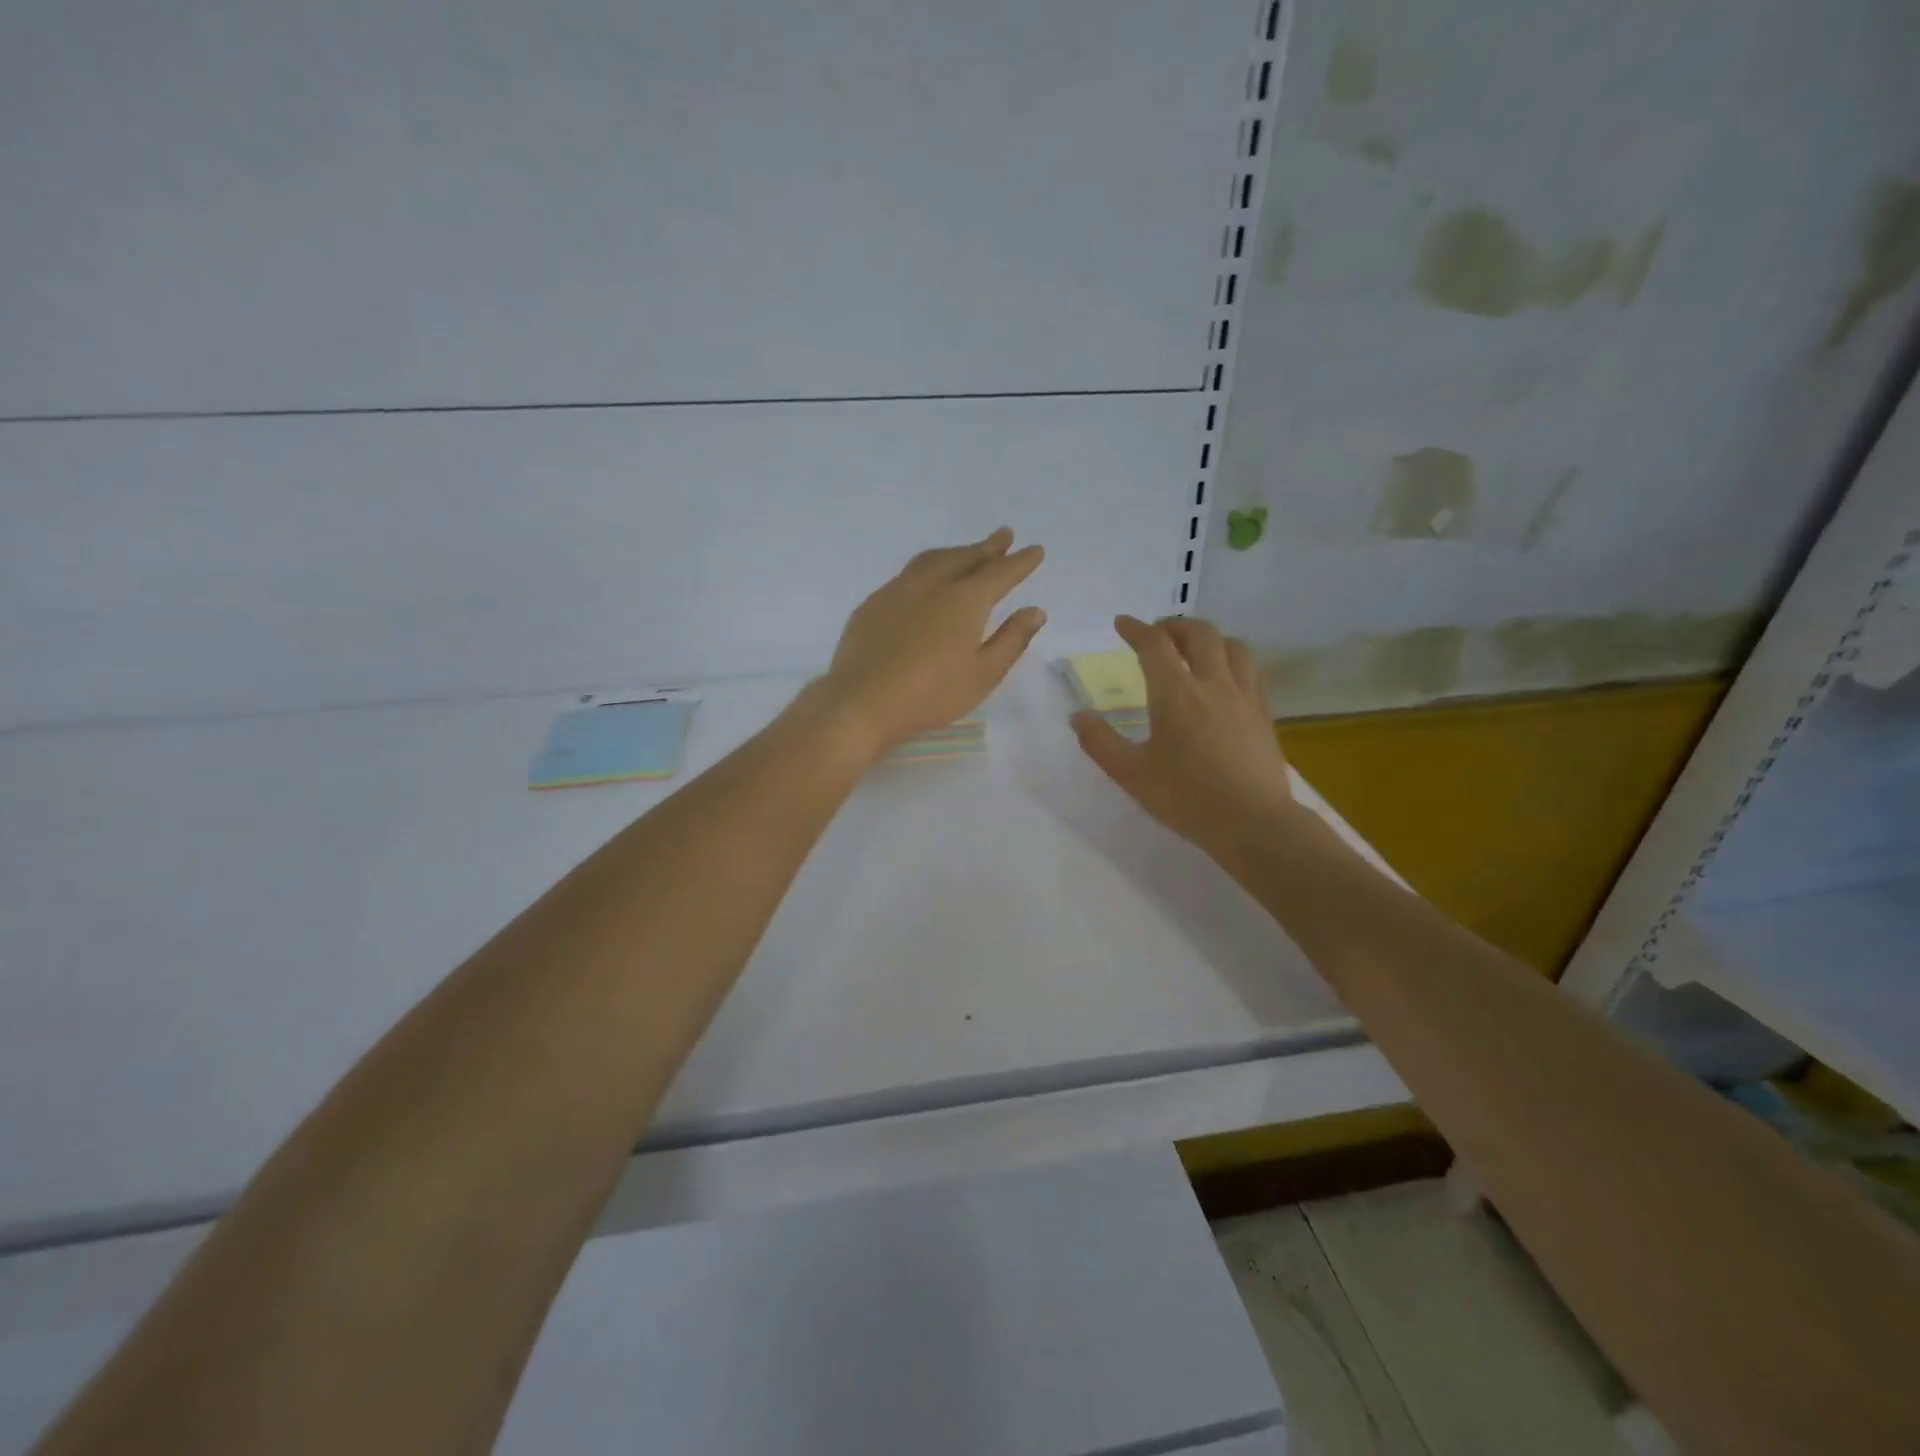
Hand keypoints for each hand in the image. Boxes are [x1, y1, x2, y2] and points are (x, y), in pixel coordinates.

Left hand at [813, 528, 1046, 755]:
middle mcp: (932, 585)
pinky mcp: (873, 603)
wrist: (862, 701)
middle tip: (1003, 536)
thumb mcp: (983, 674)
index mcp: (965, 600)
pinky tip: (925, 579)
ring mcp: (898, 590)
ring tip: (967, 551)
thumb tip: (1035, 611)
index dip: (1019, 562)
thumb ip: (1011, 639)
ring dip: (955, 552)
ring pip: (933, 560)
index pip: (1000, 573)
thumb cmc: (931, 694)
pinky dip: (927, 567)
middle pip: (965, 558)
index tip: (1035, 550)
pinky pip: (907, 574)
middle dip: (988, 547)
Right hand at [1071, 615, 1296, 858]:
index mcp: (1176, 693)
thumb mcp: (1131, 774)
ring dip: (1209, 638)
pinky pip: (1250, 670)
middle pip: (1199, 633)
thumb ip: (1099, 742)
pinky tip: (1225, 680)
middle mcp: (1213, 683)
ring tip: (1194, 650)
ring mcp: (1244, 696)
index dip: (1135, 629)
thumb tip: (1078, 717)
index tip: (1121, 623)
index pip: (1154, 645)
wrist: (1253, 822)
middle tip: (1157, 635)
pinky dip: (1232, 661)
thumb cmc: (1187, 798)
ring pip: (1232, 645)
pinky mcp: (1264, 714)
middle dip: (1174, 626)